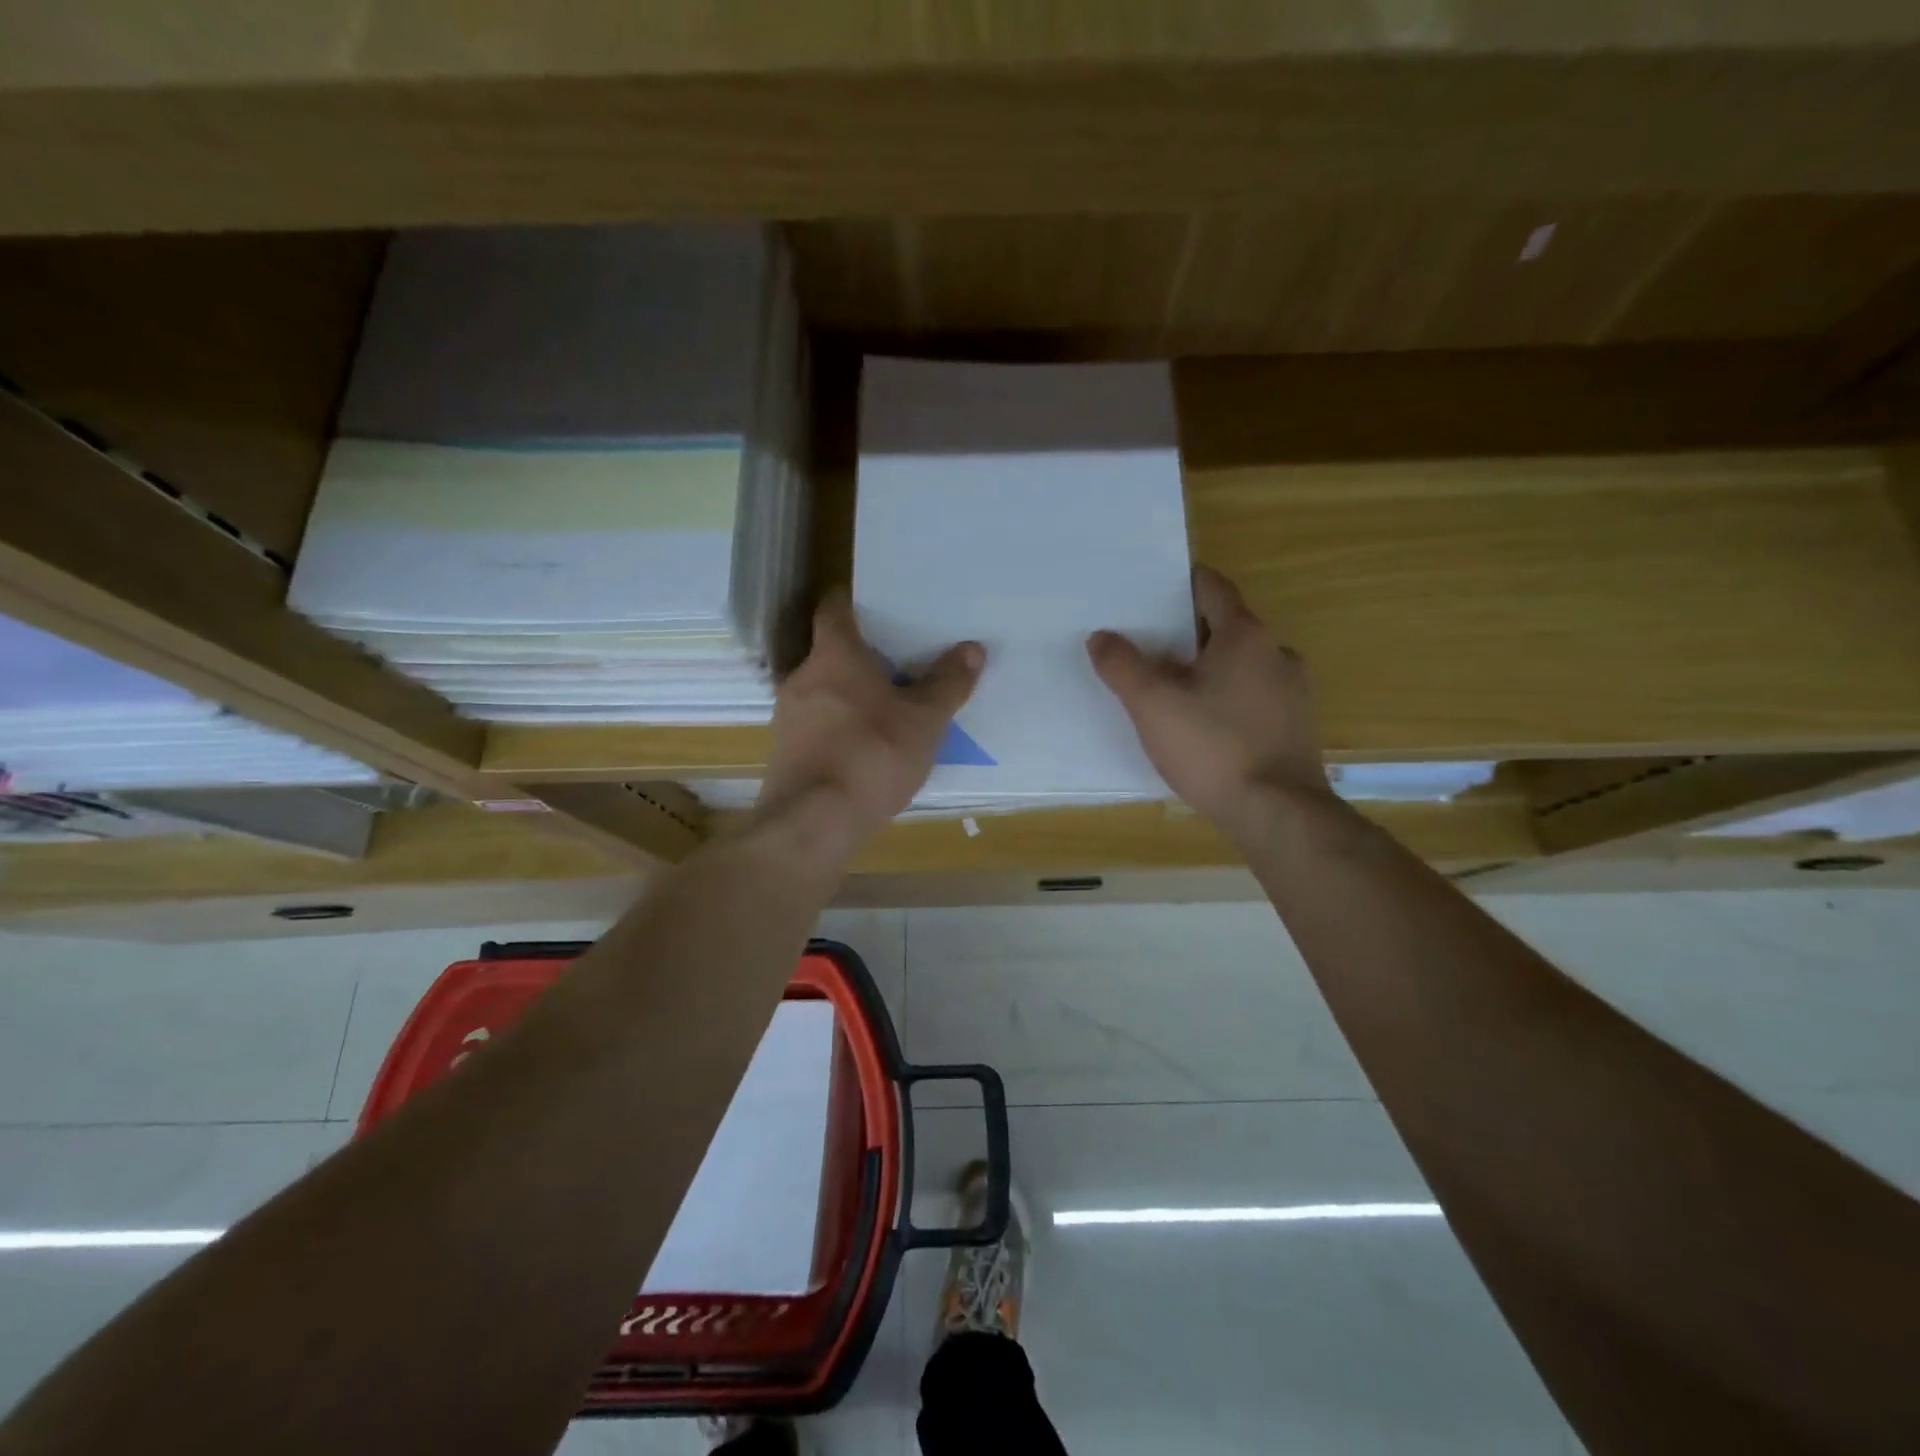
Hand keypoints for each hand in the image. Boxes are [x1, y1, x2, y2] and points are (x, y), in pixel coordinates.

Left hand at [756, 591, 983, 852]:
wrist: (813, 824)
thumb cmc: (871, 756)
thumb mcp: (923, 722)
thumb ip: (947, 684)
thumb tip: (972, 648)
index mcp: (834, 656)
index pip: (834, 609)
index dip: (853, 601)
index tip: (877, 604)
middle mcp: (802, 678)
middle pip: (829, 653)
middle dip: (861, 656)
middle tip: (898, 661)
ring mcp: (787, 717)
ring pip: (822, 692)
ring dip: (849, 695)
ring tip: (886, 708)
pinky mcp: (784, 753)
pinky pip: (816, 726)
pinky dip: (838, 727)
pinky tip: (863, 749)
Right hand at [1088, 565, 1331, 838]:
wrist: (1277, 813)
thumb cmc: (1213, 748)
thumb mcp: (1152, 705)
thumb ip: (1122, 666)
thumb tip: (1101, 637)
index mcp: (1244, 636)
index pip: (1213, 588)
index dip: (1181, 584)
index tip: (1151, 591)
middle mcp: (1277, 654)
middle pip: (1227, 628)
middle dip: (1189, 634)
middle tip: (1149, 647)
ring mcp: (1294, 693)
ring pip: (1244, 666)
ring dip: (1211, 670)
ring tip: (1174, 692)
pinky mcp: (1297, 728)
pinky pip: (1256, 699)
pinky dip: (1230, 700)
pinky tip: (1206, 728)